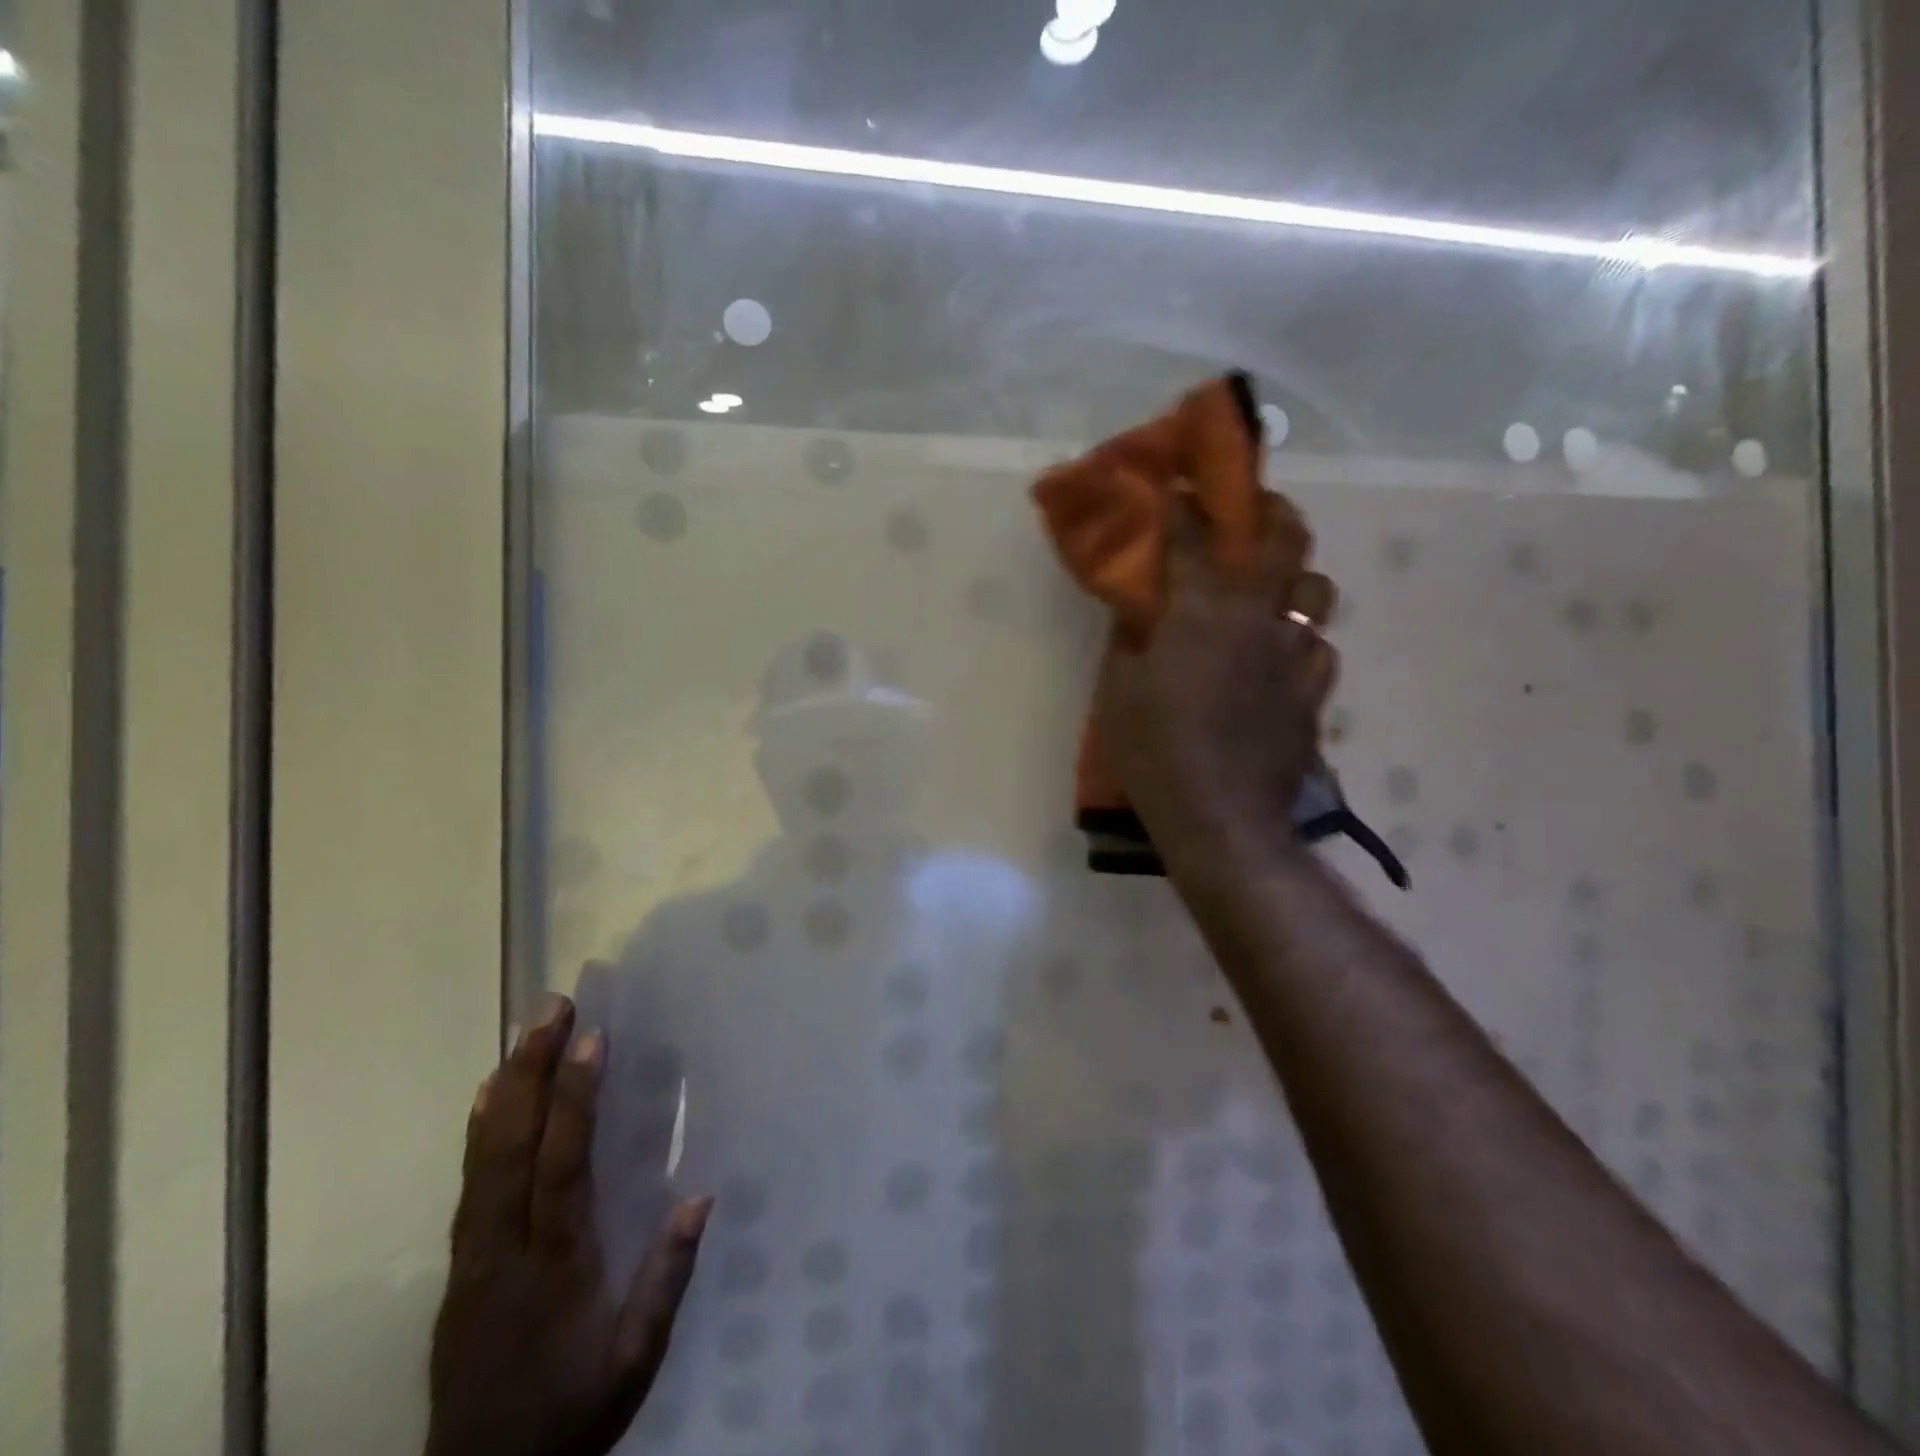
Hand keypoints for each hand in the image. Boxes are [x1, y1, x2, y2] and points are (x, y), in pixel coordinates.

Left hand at [426, 994, 710, 1455]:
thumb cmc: (571, 1415)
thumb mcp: (634, 1362)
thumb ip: (665, 1281)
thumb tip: (700, 1195)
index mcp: (555, 1267)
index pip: (562, 1168)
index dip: (575, 1101)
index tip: (591, 1040)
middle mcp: (505, 1250)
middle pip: (514, 1149)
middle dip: (533, 1071)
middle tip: (549, 1008)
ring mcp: (474, 1256)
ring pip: (484, 1159)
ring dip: (507, 1088)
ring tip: (523, 1030)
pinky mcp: (460, 1265)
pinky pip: (469, 1184)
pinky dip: (478, 1131)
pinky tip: (488, 1094)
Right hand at [1094, 497, 1338, 868]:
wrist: (1221, 817)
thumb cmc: (1154, 750)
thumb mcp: (1119, 690)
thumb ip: (1128, 637)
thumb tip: (1136, 606)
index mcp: (1204, 609)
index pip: (1195, 536)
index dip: (1185, 506)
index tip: (1178, 490)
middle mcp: (1259, 616)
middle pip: (1287, 539)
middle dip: (1271, 512)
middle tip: (1255, 513)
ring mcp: (1295, 654)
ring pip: (1317, 591)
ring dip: (1295, 581)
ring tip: (1274, 594)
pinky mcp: (1314, 693)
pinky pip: (1318, 647)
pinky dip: (1301, 640)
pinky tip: (1283, 658)